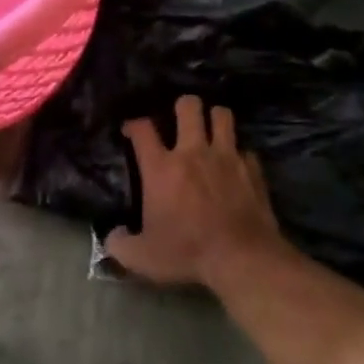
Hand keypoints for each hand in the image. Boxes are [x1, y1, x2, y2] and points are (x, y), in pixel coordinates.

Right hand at [106, 96, 284, 287]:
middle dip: (183, 106)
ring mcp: (226, 156)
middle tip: (180, 120)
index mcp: (162, 168)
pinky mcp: (252, 168)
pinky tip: (236, 166)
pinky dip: (239, 154)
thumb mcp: (143, 258)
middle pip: (188, 106)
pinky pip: (245, 149)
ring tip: (211, 129)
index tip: (132, 130)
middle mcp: (193, 152)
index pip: (143, 129)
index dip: (134, 124)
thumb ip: (120, 245)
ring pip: (222, 115)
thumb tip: (112, 236)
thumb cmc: (188, 253)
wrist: (242, 258)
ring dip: (215, 119)